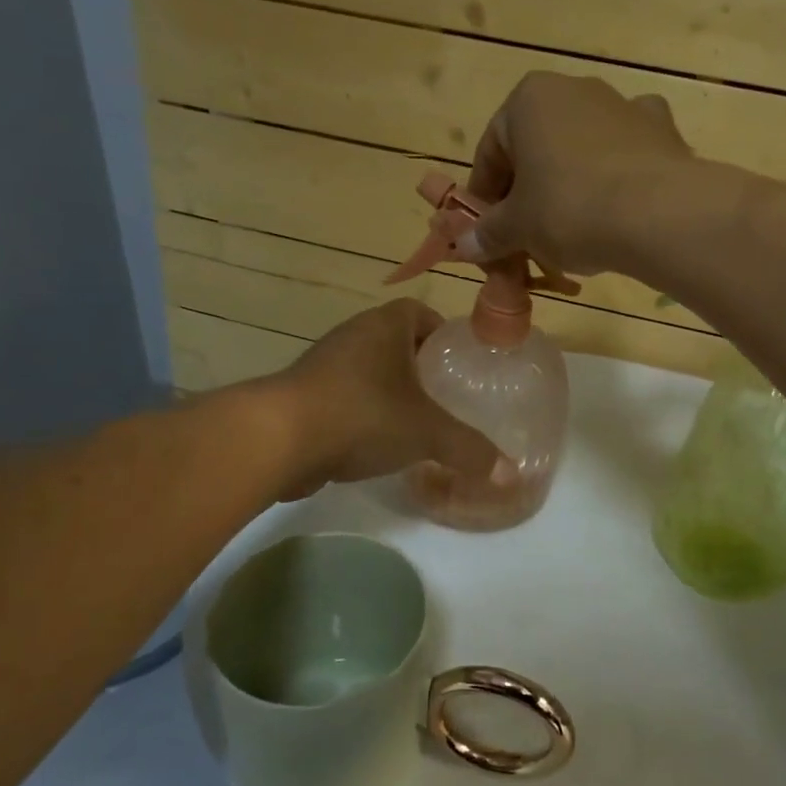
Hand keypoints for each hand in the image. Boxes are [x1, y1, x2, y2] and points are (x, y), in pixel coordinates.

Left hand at [268, 300, 500, 500]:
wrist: (276, 440)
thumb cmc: (362, 414)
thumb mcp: (427, 432)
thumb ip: (469, 449)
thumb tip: (509, 473)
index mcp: (385, 325)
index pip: (420, 312)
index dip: (442, 333)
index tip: (458, 362)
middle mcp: (353, 335)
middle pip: (395, 341)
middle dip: (419, 365)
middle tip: (445, 395)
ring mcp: (323, 364)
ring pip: (368, 370)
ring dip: (389, 390)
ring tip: (415, 421)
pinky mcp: (303, 395)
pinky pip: (344, 396)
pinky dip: (362, 412)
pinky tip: (376, 443)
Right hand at [452, 72, 691, 275]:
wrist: (659, 215)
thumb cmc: (570, 209)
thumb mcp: (518, 228)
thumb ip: (488, 233)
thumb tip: (465, 245)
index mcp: (530, 98)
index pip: (491, 149)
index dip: (485, 195)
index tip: (487, 231)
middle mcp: (577, 89)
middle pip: (538, 147)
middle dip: (529, 191)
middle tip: (527, 237)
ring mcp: (625, 106)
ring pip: (582, 150)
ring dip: (570, 184)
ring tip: (573, 232)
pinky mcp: (663, 131)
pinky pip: (627, 155)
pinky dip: (617, 178)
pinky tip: (619, 209)